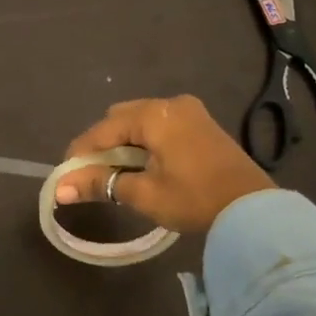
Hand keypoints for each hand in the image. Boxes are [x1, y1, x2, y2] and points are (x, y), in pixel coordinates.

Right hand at [55, 95, 273, 234]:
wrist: (255, 211)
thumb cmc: (194, 199)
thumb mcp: (143, 193)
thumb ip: (100, 184)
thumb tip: (59, 189)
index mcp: (154, 114)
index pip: (103, 130)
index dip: (81, 153)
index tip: (66, 176)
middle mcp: (170, 104)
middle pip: (121, 118)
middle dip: (103, 145)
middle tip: (93, 175)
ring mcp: (190, 112)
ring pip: (141, 121)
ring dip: (124, 143)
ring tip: (117, 174)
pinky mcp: (203, 126)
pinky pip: (161, 126)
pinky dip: (145, 143)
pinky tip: (143, 166)